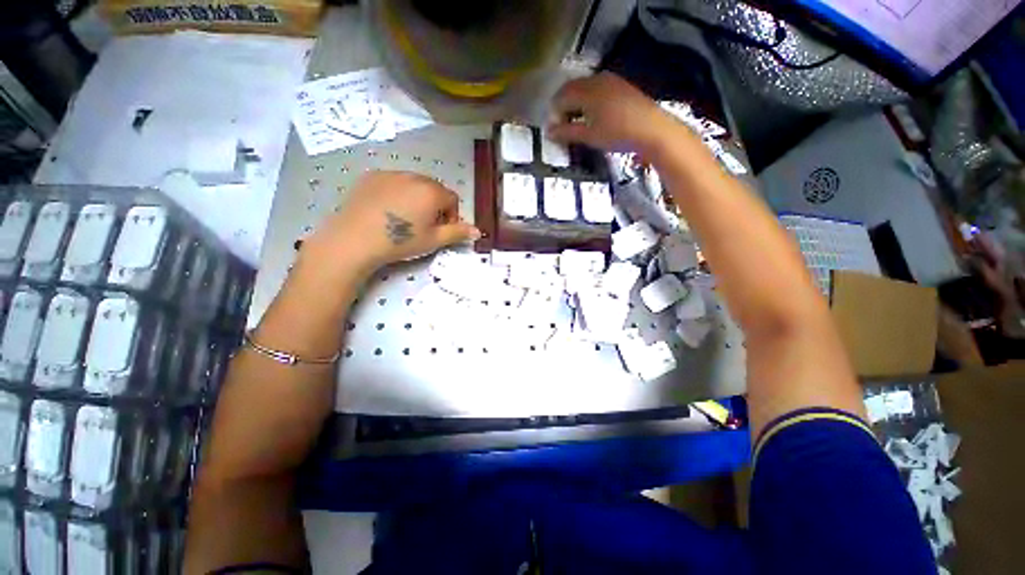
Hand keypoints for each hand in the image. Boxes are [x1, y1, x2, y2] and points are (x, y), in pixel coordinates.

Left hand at [300, 171, 479, 276]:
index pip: (452, 199)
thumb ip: (458, 233)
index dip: (451, 216)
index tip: (440, 230)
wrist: (355, 239)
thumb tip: (478, 231)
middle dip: (435, 206)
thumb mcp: (434, 240)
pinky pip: (393, 182)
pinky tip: (386, 211)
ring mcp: (391, 174)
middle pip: (434, 189)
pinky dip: (397, 193)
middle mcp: (414, 176)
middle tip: (423, 226)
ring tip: (403, 218)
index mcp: (431, 191)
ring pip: (413, 184)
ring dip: (416, 198)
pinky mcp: (371, 176)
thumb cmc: (400, 241)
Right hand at [548, 72, 678, 155]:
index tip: (556, 131)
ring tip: (577, 123)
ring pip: (584, 88)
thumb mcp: (589, 136)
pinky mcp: (620, 85)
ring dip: (576, 103)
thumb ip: (567, 133)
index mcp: (586, 91)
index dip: (555, 115)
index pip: (561, 98)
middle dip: (563, 107)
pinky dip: (588, 100)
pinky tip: (593, 115)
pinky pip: (596, 88)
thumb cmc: (617, 134)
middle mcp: (596, 79)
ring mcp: (610, 80)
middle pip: (571, 89)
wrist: (651, 129)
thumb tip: (549, 132)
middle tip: (564, 127)